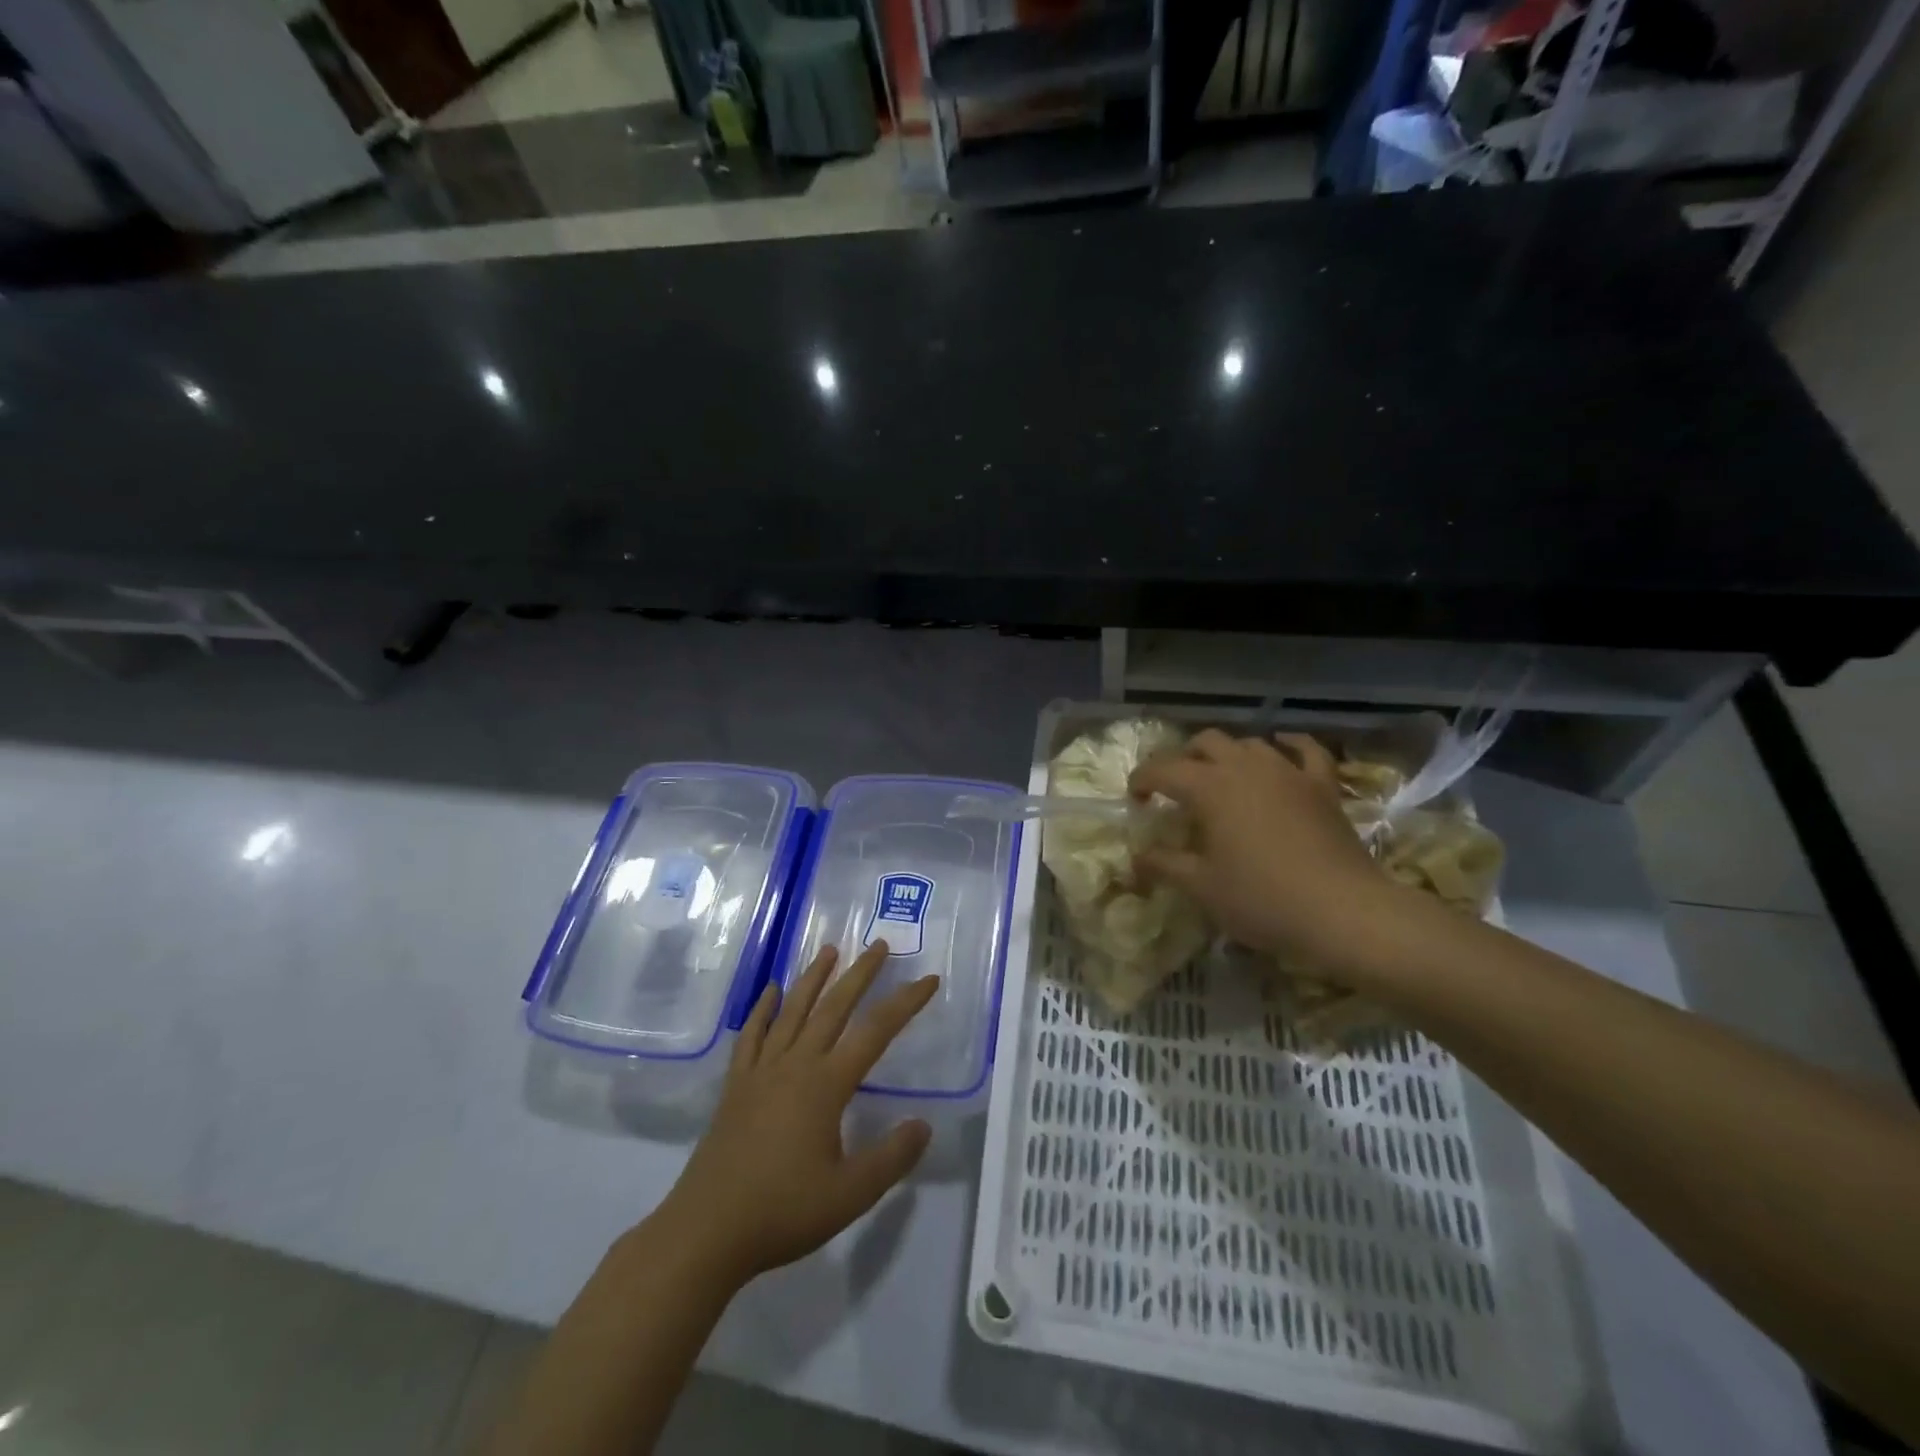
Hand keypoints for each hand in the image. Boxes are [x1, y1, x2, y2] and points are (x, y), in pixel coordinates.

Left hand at [651, 943, 937, 1287]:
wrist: (707, 1231)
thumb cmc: (783, 1212)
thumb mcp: (850, 1194)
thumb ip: (891, 1157)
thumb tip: (924, 1124)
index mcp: (826, 1084)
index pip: (876, 1031)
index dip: (905, 1003)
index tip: (928, 979)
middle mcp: (795, 1064)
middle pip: (833, 1006)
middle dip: (860, 973)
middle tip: (879, 944)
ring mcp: (761, 1071)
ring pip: (793, 1011)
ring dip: (813, 978)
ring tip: (829, 950)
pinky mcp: (736, 1085)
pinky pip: (751, 1035)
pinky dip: (762, 1009)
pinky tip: (770, 991)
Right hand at [1129, 729, 1411, 975]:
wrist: (1343, 912)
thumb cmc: (1261, 899)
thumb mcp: (1201, 886)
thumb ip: (1164, 865)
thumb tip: (1136, 858)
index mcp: (1209, 787)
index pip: (1163, 770)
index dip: (1142, 780)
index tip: (1135, 800)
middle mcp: (1245, 767)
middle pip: (1205, 742)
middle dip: (1184, 758)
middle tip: (1175, 787)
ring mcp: (1288, 772)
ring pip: (1250, 743)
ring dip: (1228, 754)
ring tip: (1220, 778)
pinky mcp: (1322, 786)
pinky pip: (1306, 751)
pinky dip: (1290, 744)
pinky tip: (1281, 745)